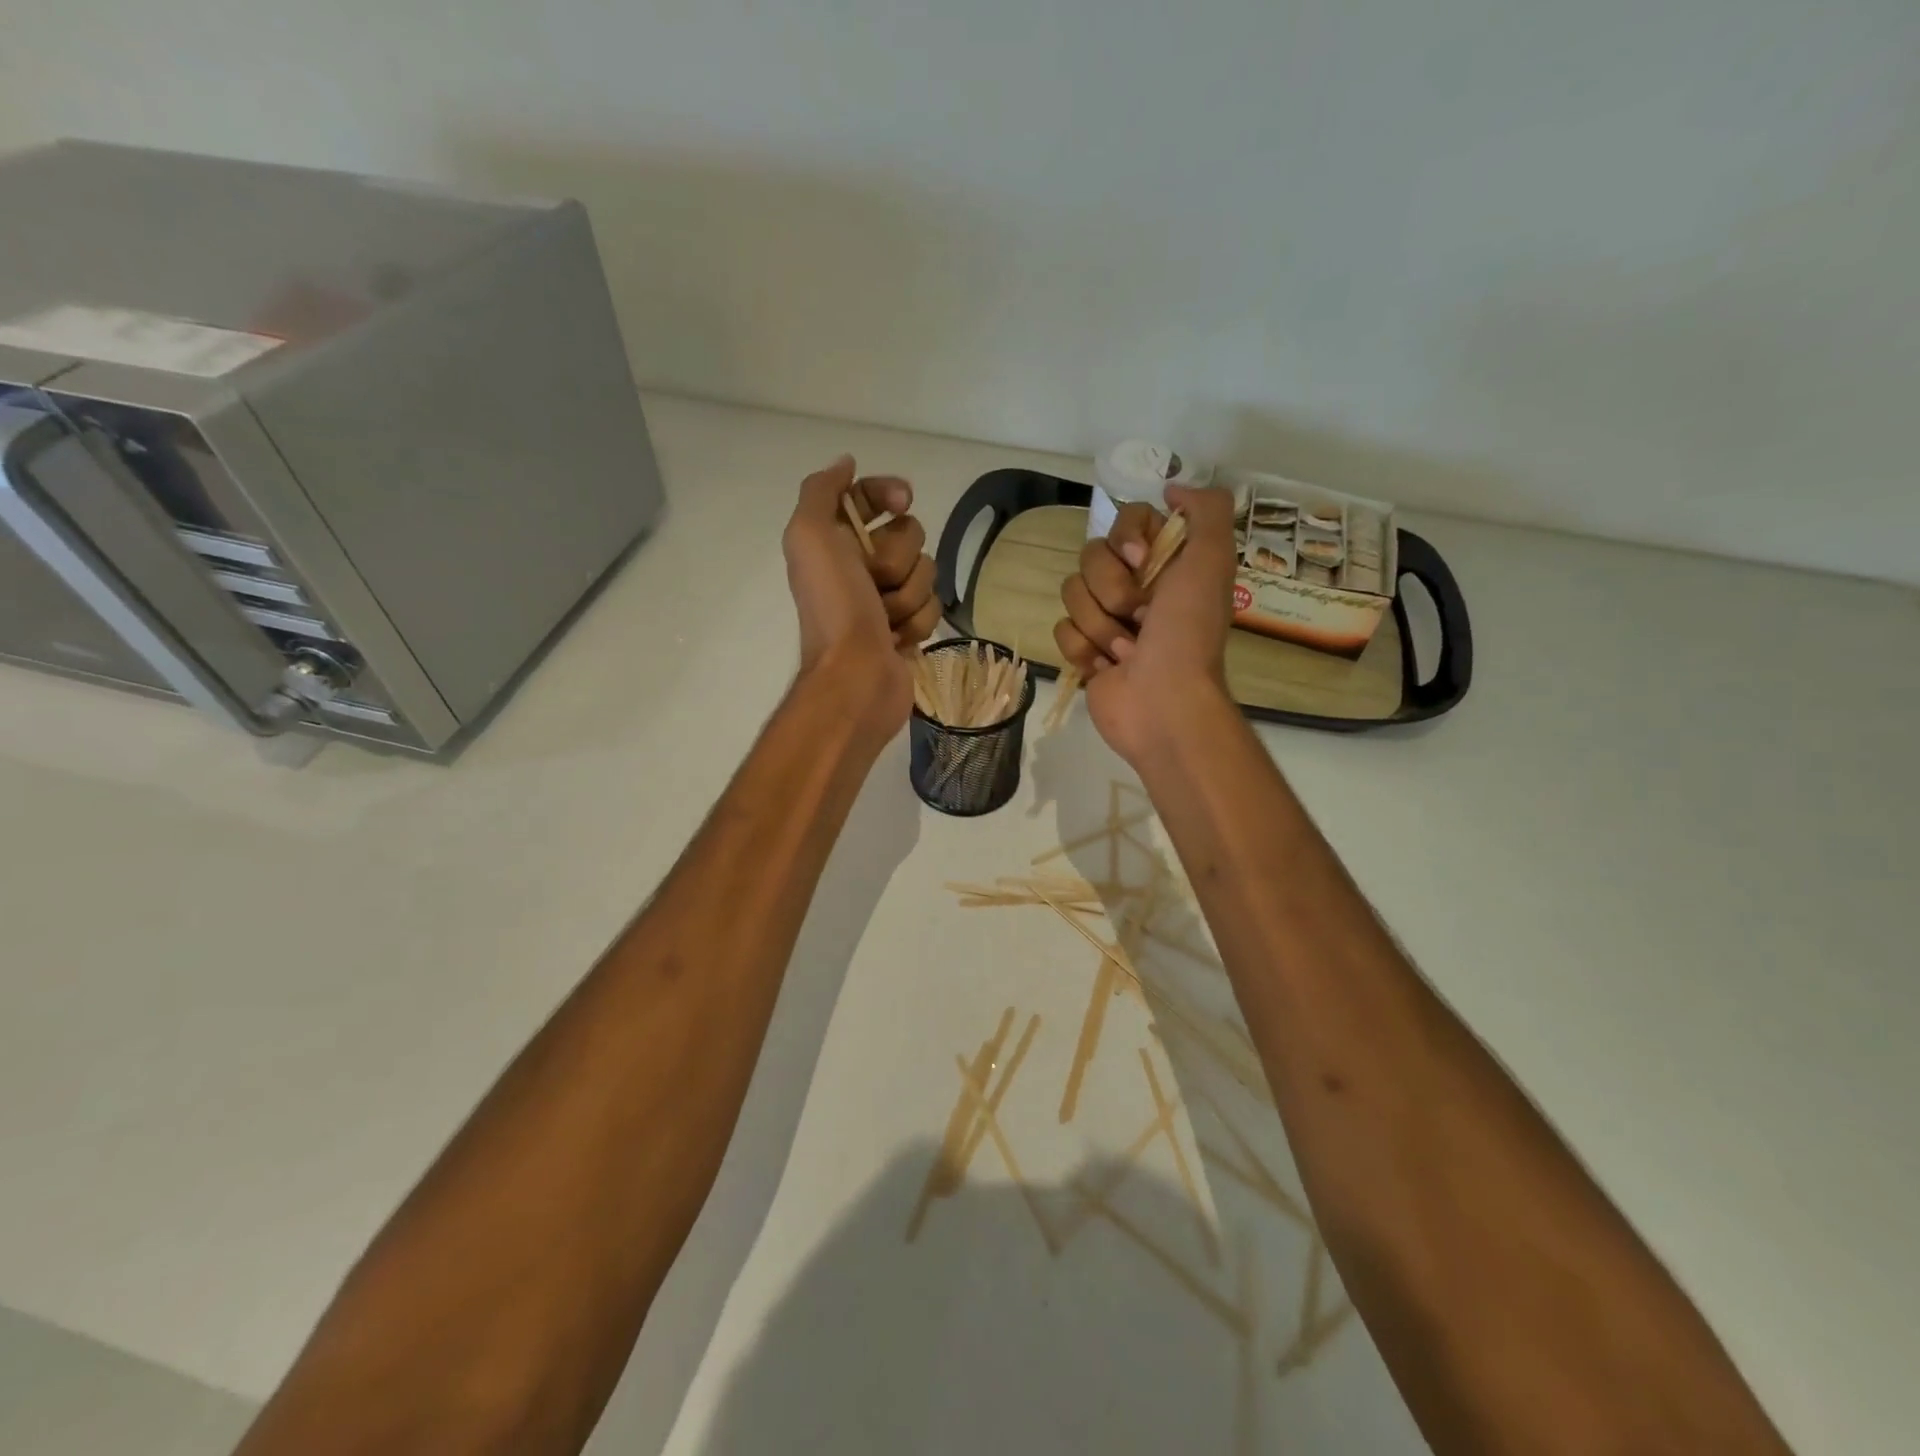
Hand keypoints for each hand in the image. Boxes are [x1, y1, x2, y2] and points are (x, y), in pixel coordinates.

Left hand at [783, 455, 940, 733]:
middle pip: (908, 533)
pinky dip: (917, 623)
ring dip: (907, 596)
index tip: (902, 501)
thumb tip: (847, 463)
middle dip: (896, 559)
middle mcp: (858, 564)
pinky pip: (933, 607)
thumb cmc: (835, 606)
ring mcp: (885, 598)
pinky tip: (897, 640)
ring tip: (885, 621)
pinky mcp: (907, 628)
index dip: (888, 492)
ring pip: (925, 572)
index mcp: (833, 540)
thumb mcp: (810, 536)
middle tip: (874, 584)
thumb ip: (821, 491)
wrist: (856, 677)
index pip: (871, 496)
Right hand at [1053, 484, 1238, 764]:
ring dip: (1101, 625)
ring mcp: (1107, 620)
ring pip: (1072, 594)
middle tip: (1140, 616)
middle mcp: (1136, 586)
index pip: (1125, 521)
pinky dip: (1084, 650)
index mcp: (1166, 564)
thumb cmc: (1188, 633)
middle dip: (1112, 589)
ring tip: (1127, 651)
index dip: (1126, 539)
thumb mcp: (1212, 561)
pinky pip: (1062, 630)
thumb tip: (1172, 489)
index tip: (1141, 563)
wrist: (1164, 703)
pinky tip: (1108, 668)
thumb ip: (1206, 510)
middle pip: (1090, 556)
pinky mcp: (1085, 652)